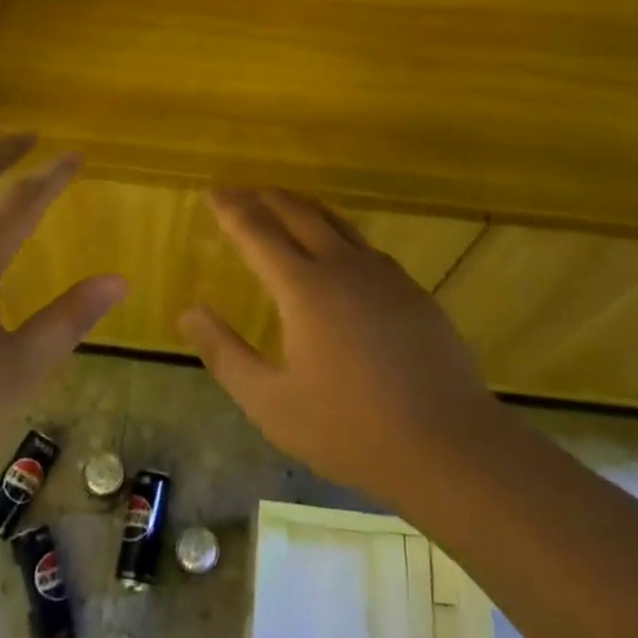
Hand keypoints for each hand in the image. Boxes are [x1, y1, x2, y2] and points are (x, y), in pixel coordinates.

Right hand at [179, 189, 497, 501]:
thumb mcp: (270, 402)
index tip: (213, 193)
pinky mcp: (413, 292)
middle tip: (244, 192)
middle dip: (267, 198)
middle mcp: (344, 267)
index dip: (232, 210)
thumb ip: (225, 354)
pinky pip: (365, 247)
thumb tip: (188, 312)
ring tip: (285, 208)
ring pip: (338, 224)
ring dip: (304, 209)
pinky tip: (339, 253)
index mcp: (304, 288)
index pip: (258, 232)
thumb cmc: (350, 428)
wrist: (449, 446)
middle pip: (300, 214)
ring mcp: (385, 276)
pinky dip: (338, 234)